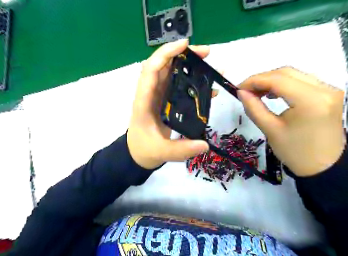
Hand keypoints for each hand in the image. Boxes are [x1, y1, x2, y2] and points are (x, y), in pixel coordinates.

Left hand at [127, 40, 210, 169]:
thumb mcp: (161, 152)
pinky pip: (177, 86)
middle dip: (182, 55)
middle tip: (206, 53)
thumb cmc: (144, 150)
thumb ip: (181, 150)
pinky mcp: (165, 102)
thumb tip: (204, 145)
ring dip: (188, 65)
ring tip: (209, 64)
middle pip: (163, 67)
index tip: (185, 45)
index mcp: (144, 101)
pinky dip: (191, 82)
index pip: (150, 70)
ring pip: (171, 74)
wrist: (138, 154)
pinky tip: (208, 87)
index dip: (164, 54)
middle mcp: (151, 94)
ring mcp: (158, 97)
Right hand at [239, 67, 344, 176]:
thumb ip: (253, 108)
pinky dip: (282, 84)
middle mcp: (324, 90)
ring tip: (256, 93)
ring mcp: (329, 90)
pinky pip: (301, 81)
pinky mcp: (328, 94)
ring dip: (271, 81)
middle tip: (245, 91)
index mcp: (310, 101)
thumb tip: (240, 92)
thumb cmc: (294, 151)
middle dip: (261, 79)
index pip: (277, 79)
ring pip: (293, 75)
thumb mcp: (269, 129)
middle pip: (286, 73)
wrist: (323, 166)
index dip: (254, 81)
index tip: (238, 89)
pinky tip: (272, 94)